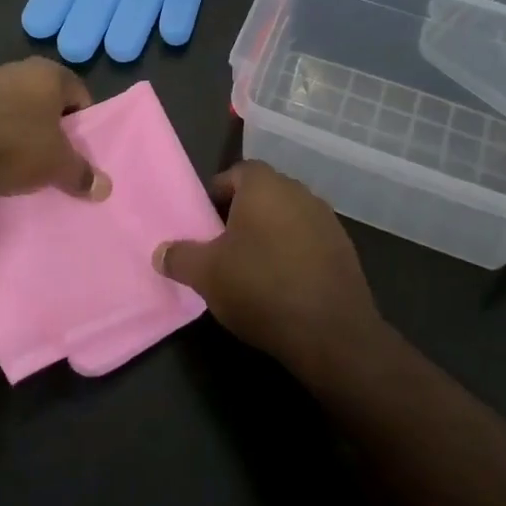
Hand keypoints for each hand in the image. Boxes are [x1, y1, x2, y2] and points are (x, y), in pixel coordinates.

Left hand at [0, 58, 111, 199]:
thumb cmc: (13, 147)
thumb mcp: (56, 166)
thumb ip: (81, 174)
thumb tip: (105, 188)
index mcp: (47, 74)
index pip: (78, 94)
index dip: (80, 122)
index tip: (74, 148)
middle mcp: (15, 69)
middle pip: (41, 96)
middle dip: (45, 121)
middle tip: (47, 153)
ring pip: (6, 101)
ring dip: (10, 121)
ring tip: (9, 155)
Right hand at [156, 161, 385, 379]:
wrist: (331, 333)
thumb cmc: (261, 287)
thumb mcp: (206, 274)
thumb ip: (180, 257)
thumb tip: (161, 252)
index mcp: (265, 186)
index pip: (236, 173)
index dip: (216, 194)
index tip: (203, 222)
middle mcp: (300, 192)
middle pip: (262, 194)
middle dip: (241, 215)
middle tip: (221, 245)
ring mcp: (328, 221)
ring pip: (287, 218)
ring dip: (269, 235)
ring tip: (250, 268)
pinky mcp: (345, 251)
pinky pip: (309, 242)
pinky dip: (293, 254)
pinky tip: (282, 285)